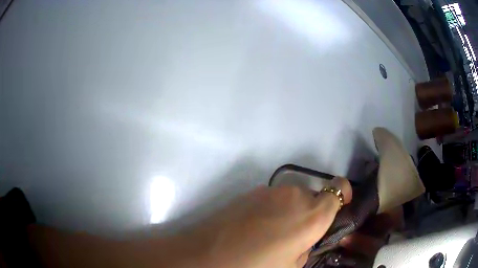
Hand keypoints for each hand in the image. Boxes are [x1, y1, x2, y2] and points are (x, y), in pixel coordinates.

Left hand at [184, 177, 351, 267]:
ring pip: (293, 198)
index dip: (343, 194)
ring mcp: (270, 191)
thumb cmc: (254, 267)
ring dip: (291, 212)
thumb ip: (305, 249)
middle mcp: (294, 196)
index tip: (341, 204)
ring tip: (272, 234)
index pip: (338, 190)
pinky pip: (273, 199)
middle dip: (311, 213)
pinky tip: (256, 228)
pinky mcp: (251, 192)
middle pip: (314, 197)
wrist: (206, 254)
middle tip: (297, 235)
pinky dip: (273, 210)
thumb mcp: (291, 266)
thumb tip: (304, 240)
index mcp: (311, 216)